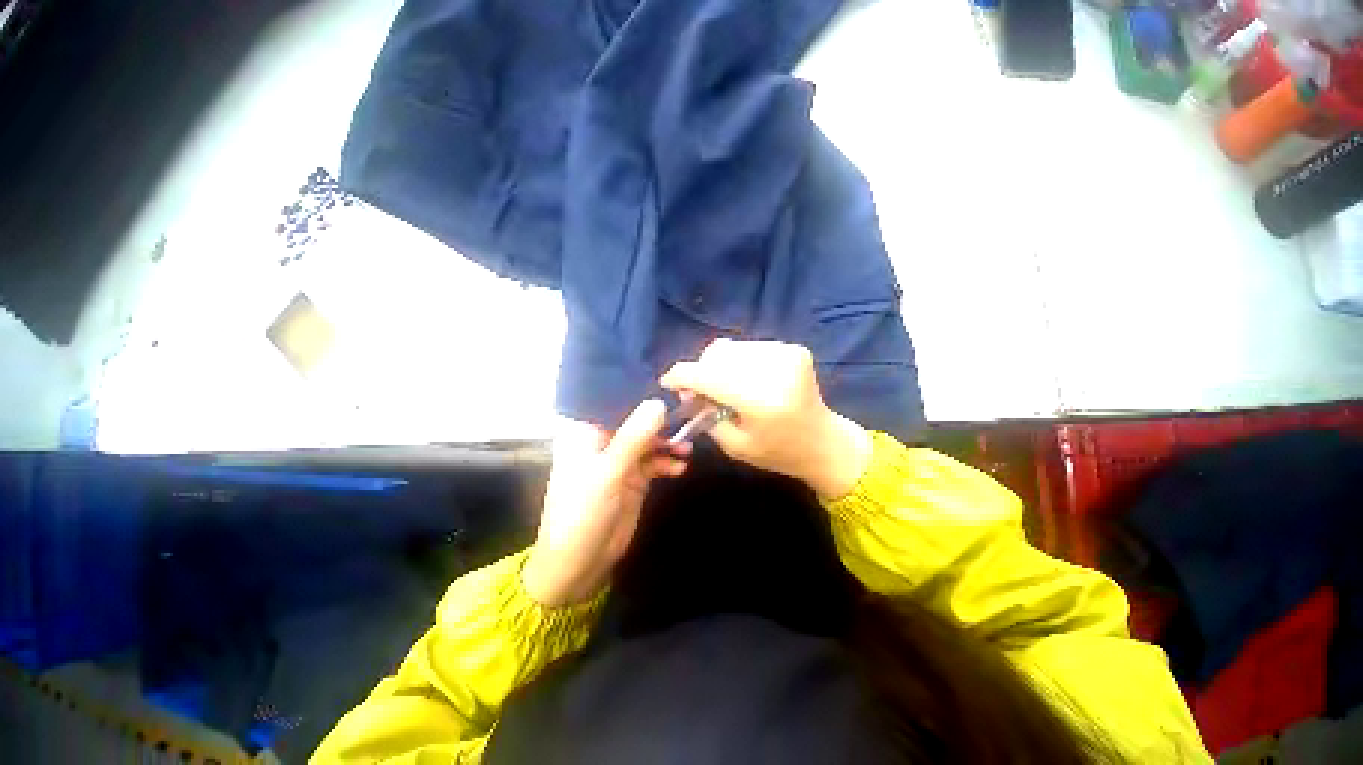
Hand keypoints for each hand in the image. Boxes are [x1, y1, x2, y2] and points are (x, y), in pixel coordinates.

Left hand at [523, 400, 689, 606]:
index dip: (640, 393)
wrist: (579, 564)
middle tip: (687, 416)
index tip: (669, 385)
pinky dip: (668, 462)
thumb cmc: (581, 513)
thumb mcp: (607, 473)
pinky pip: (655, 462)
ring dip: (668, 443)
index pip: (614, 402)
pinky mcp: (633, 478)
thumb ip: (633, 438)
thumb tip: (658, 403)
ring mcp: (620, 460)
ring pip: (649, 441)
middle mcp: (603, 441)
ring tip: (687, 449)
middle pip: (636, 420)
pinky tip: (681, 467)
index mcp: (586, 433)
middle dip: (661, 420)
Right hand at [660, 339, 870, 499]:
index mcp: (761, 400)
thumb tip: (686, 389)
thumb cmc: (777, 452)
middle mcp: (774, 369)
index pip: (707, 375)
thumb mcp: (734, 444)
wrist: (823, 442)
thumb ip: (705, 413)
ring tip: (724, 387)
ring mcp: (786, 354)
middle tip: (699, 392)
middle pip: (716, 355)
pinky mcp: (793, 348)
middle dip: (700, 371)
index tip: (666, 382)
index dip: (679, 376)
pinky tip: (744, 380)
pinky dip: (737, 362)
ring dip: (718, 366)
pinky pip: (747, 347)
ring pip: (730, 347)